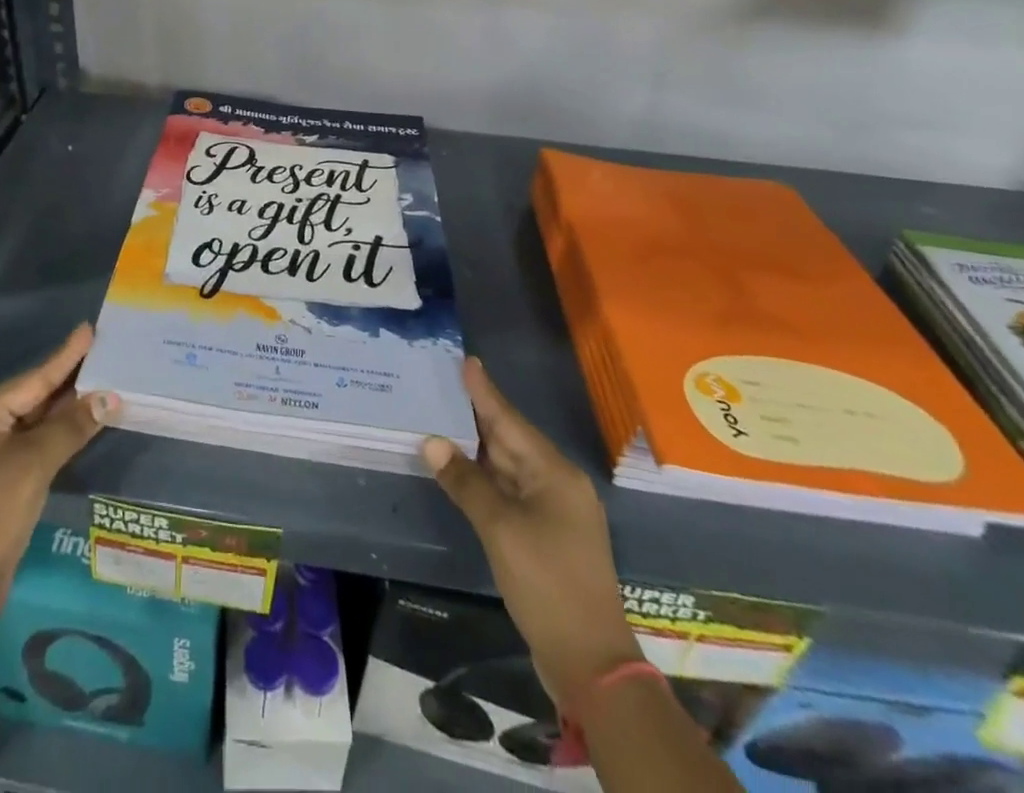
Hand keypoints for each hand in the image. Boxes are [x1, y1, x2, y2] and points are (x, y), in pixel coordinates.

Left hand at [0, 323, 116, 628]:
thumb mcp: (33, 465)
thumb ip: (72, 427)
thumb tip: (111, 397)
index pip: (33, 379)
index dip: (65, 355)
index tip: (89, 329)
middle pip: (35, 396)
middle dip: (71, 378)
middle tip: (105, 352)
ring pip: (39, 421)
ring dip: (71, 407)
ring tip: (106, 380)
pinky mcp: (4, 480)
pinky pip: (38, 444)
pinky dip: (63, 433)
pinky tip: (87, 422)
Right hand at [423, 357, 640, 706]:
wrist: (590, 661)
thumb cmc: (547, 583)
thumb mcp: (500, 529)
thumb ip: (466, 482)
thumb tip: (433, 442)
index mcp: (555, 474)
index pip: (510, 421)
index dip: (485, 392)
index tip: (468, 361)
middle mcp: (558, 484)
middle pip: (510, 440)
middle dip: (477, 416)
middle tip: (445, 386)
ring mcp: (554, 511)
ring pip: (509, 467)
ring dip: (478, 448)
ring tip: (445, 419)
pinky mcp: (546, 535)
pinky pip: (510, 492)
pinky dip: (485, 478)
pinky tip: (462, 470)